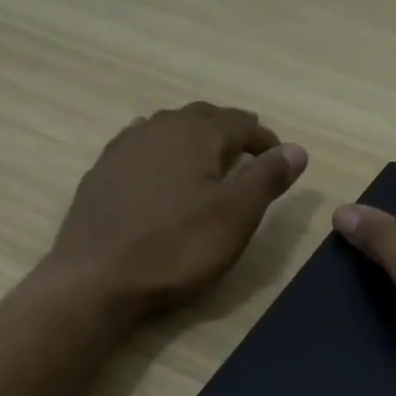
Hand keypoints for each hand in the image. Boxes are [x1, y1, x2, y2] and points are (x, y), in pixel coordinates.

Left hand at [46, 102, 307, 317]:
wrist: (98, 277)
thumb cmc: (178, 248)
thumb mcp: (236, 216)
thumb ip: (267, 178)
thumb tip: (297, 149)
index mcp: (196, 134)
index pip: (240, 123)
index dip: (264, 140)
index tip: (280, 158)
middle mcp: (158, 128)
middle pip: (202, 118)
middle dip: (229, 131)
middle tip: (248, 151)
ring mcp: (124, 148)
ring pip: (168, 129)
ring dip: (193, 138)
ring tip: (208, 160)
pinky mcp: (101, 173)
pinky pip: (141, 149)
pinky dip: (162, 154)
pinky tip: (161, 173)